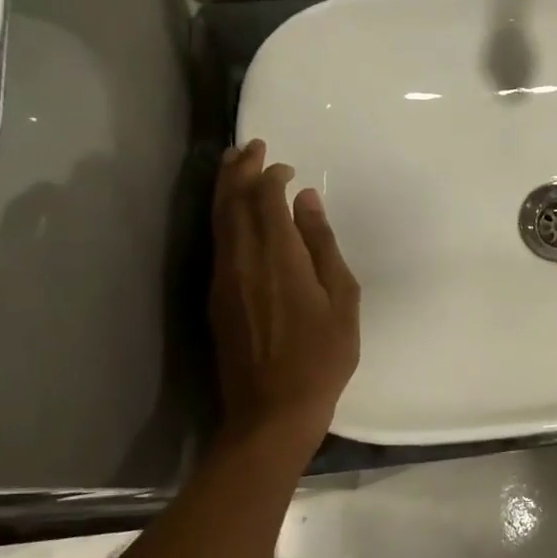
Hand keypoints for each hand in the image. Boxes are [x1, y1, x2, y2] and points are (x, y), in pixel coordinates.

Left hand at [211, 139, 360, 447]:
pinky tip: (233, 213)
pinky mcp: (216, 298)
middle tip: (249, 145)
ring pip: (218, 220)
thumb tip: (306, 201)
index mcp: (278, 258)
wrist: (272, 412)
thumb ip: (322, 245)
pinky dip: (223, 216)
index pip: (265, 199)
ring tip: (232, 164)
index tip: (285, 166)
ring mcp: (223, 279)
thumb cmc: (321, 357)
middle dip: (238, 169)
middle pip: (231, 202)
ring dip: (224, 188)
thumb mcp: (341, 300)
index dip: (271, 175)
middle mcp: (242, 260)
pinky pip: (217, 242)